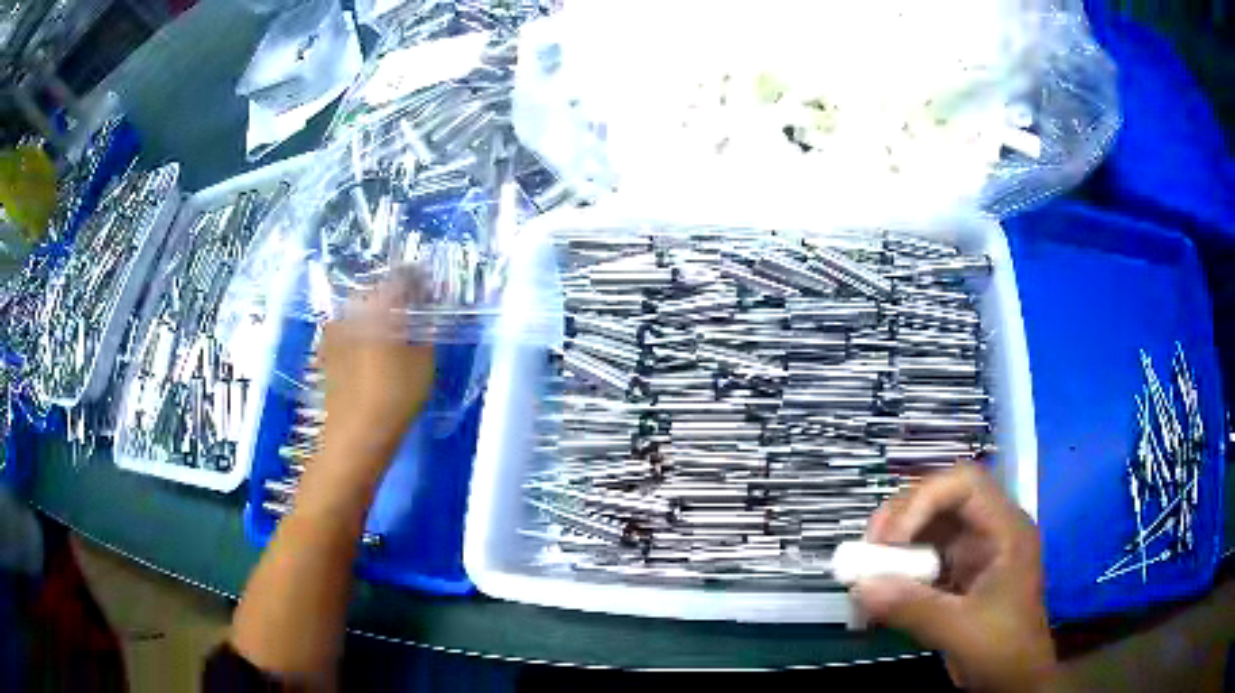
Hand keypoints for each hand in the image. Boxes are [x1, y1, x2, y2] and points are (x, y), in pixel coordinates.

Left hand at [314, 275, 434, 485]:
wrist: (356, 434)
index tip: (431, 291)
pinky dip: (363, 335)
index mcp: (379, 305)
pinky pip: (350, 332)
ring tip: (394, 336)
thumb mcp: (425, 362)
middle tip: (415, 314)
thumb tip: (428, 316)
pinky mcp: (327, 351)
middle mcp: (353, 310)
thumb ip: (427, 331)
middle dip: (397, 299)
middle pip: (379, 292)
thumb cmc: (396, 396)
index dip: (419, 281)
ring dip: (378, 317)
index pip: (403, 278)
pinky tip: (373, 354)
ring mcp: (336, 330)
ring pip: (362, 313)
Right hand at [854, 464, 1055, 691]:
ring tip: (868, 566)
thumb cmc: (1004, 649)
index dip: (924, 500)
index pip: (965, 484)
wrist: (1014, 679)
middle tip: (870, 548)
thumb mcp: (961, 630)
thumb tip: (860, 587)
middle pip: (942, 497)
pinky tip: (880, 585)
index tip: (891, 540)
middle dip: (902, 516)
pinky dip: (898, 565)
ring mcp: (973, 550)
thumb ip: (913, 608)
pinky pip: (923, 554)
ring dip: (895, 540)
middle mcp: (989, 529)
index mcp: (1005, 529)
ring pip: (929, 524)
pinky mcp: (957, 572)